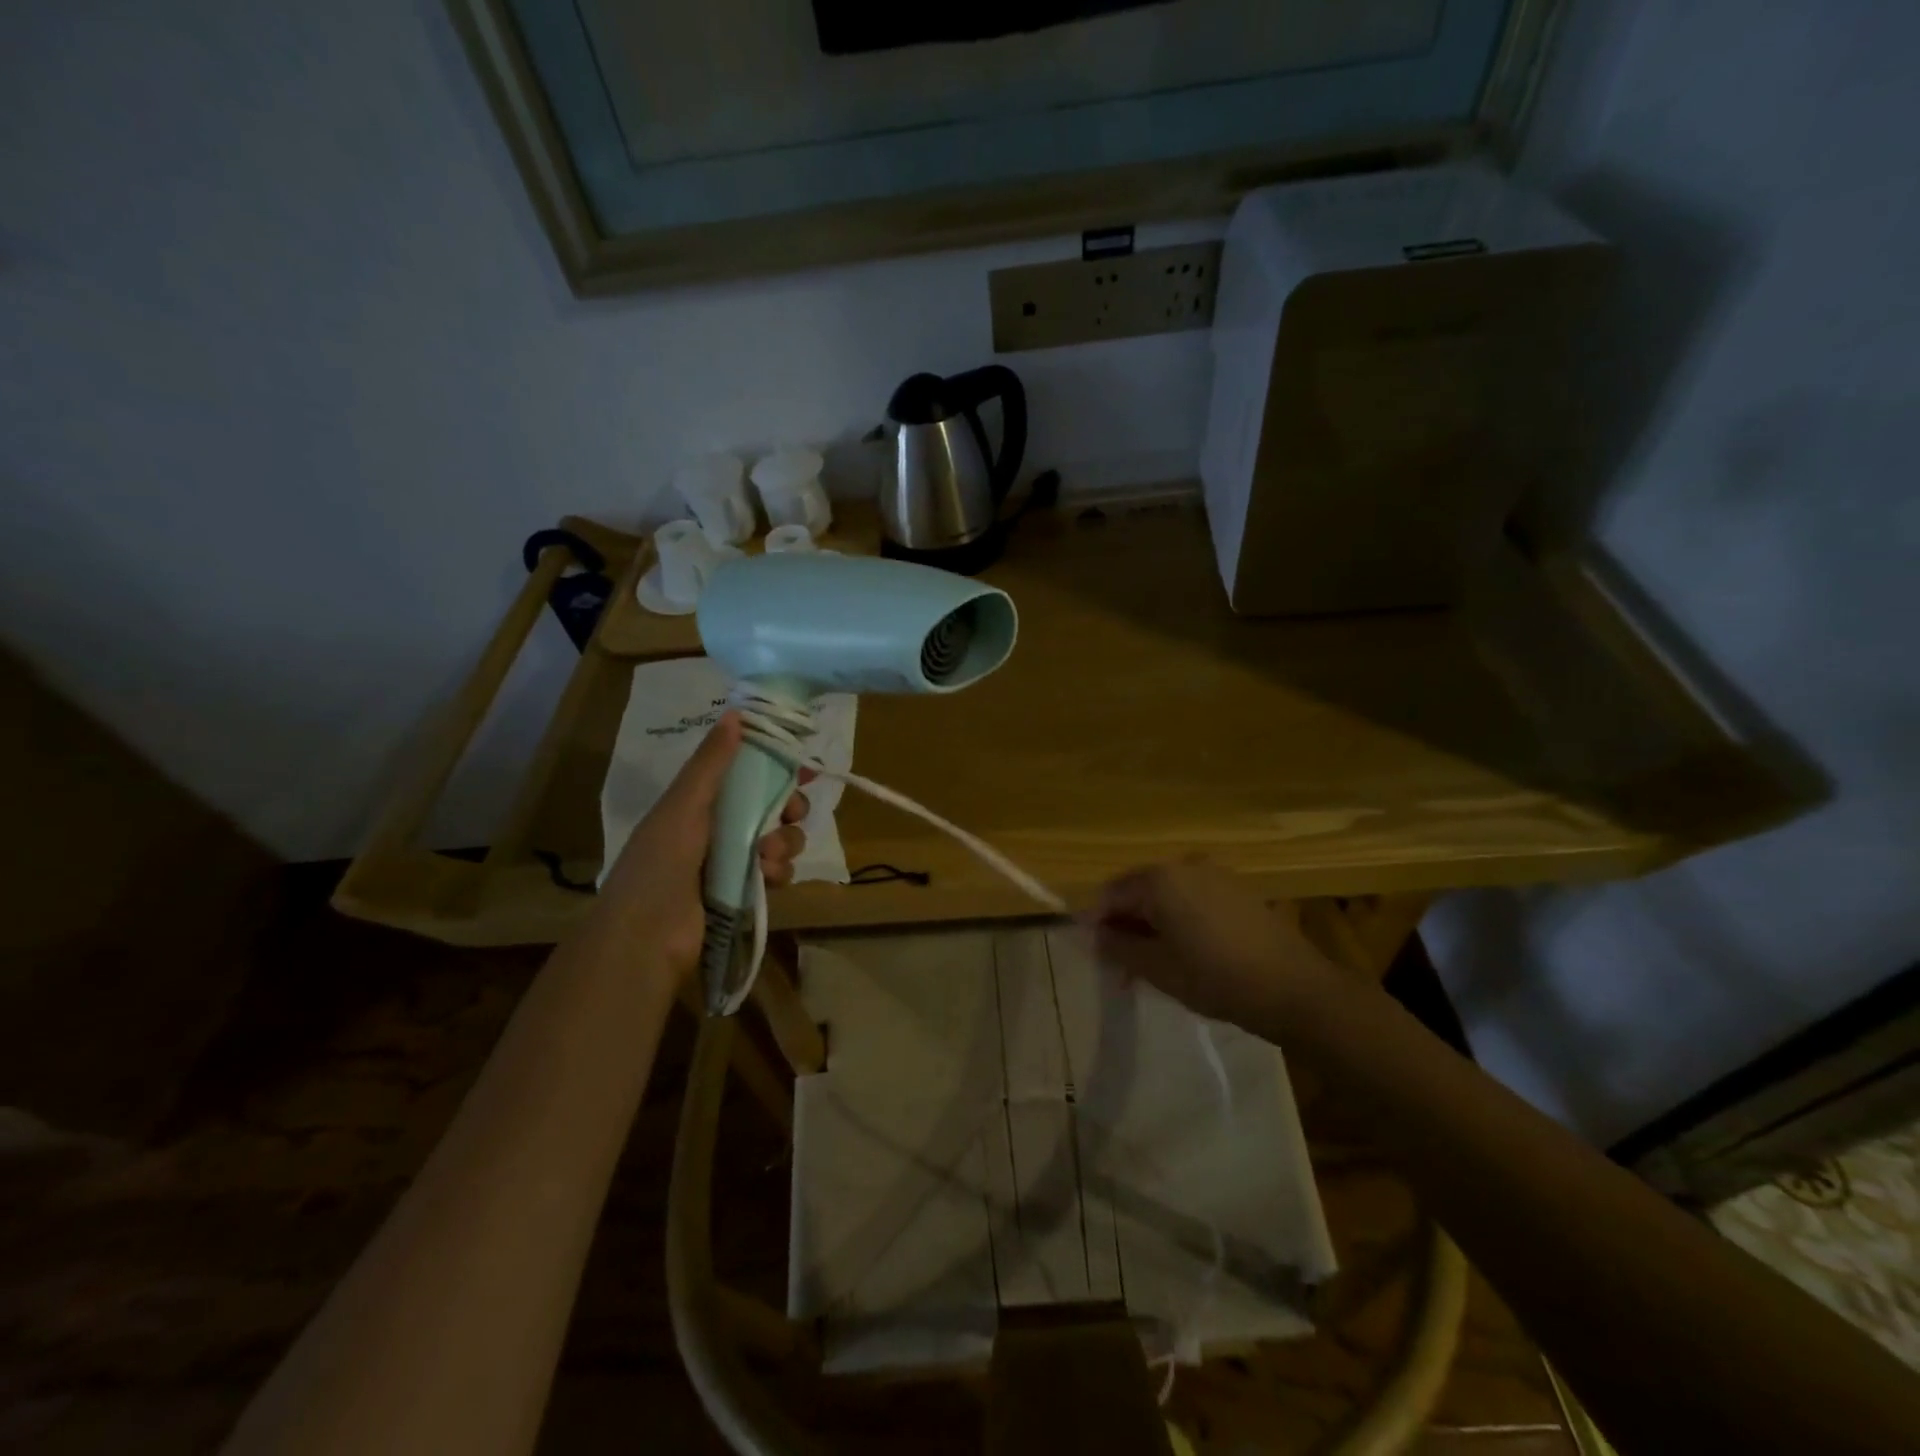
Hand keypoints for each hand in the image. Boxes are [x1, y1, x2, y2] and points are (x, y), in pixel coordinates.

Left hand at [600, 712, 809, 974]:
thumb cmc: (660, 864)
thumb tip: (735, 713)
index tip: (804, 765)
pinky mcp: (744, 892)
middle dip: (788, 807)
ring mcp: (732, 861)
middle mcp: (718, 827)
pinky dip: (777, 872)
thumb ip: (712, 763)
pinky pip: (777, 871)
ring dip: (783, 843)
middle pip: (771, 805)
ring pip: (779, 839)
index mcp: (699, 802)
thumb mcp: (684, 806)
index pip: (745, 772)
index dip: (775, 765)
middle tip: (792, 812)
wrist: (646, 938)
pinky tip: (766, 879)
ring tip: (766, 857)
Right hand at [1089, 860, 1344, 1032]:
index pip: (1111, 895)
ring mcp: (1215, 875)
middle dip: (1126, 925)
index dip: (1098, 925)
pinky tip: (1187, 953)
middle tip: (1123, 966)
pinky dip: (1180, 921)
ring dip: (1152, 925)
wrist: (1296, 990)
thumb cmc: (1217, 978)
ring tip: (1154, 965)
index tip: (1098, 957)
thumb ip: (1119, 948)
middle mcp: (1184, 866)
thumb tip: (1096, 935)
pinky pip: (1193, 899)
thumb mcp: (1157, 969)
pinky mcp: (1237, 890)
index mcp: (1160, 879)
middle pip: (1139, 891)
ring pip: (1167, 896)